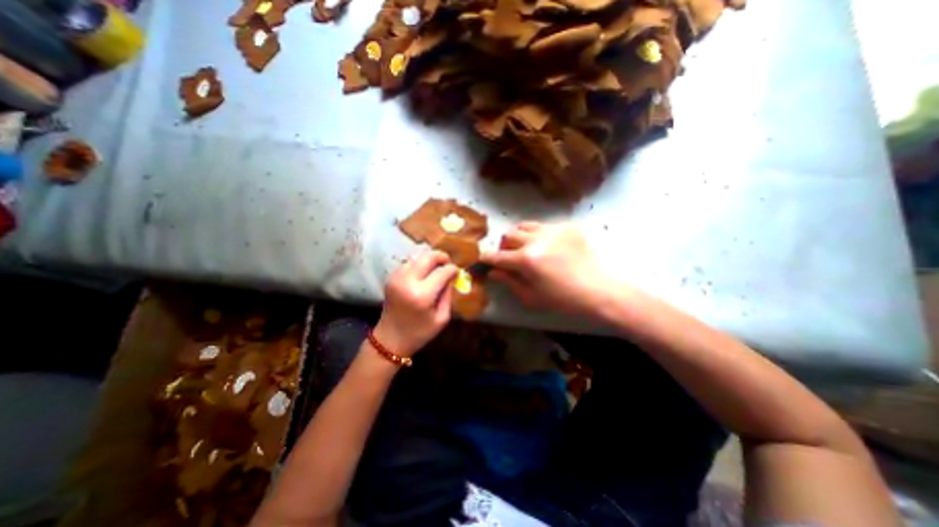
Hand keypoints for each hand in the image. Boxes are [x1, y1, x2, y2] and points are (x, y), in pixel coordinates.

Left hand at [376, 248, 459, 355]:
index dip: (453, 270)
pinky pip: (408, 262)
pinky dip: (419, 263)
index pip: (443, 271)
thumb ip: (448, 294)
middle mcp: (408, 281)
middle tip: (447, 264)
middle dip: (441, 257)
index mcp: (422, 295)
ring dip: (429, 259)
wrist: (390, 339)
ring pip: (417, 255)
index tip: (457, 273)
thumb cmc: (420, 333)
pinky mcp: (391, 277)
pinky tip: (423, 273)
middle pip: (428, 256)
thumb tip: (452, 277)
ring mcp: (397, 277)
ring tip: (436, 268)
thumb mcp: (442, 318)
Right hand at [484, 221, 621, 318]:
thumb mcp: (532, 297)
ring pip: (525, 225)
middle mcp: (536, 240)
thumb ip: (509, 282)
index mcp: (526, 260)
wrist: (600, 290)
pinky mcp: (567, 226)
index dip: (486, 258)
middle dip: (504, 246)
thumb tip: (494, 272)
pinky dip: (539, 235)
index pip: (497, 255)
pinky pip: (544, 226)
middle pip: (508, 235)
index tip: (482, 259)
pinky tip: (549, 247)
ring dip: (520, 237)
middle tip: (510, 257)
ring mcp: (553, 230)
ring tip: (527, 248)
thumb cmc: (564, 299)